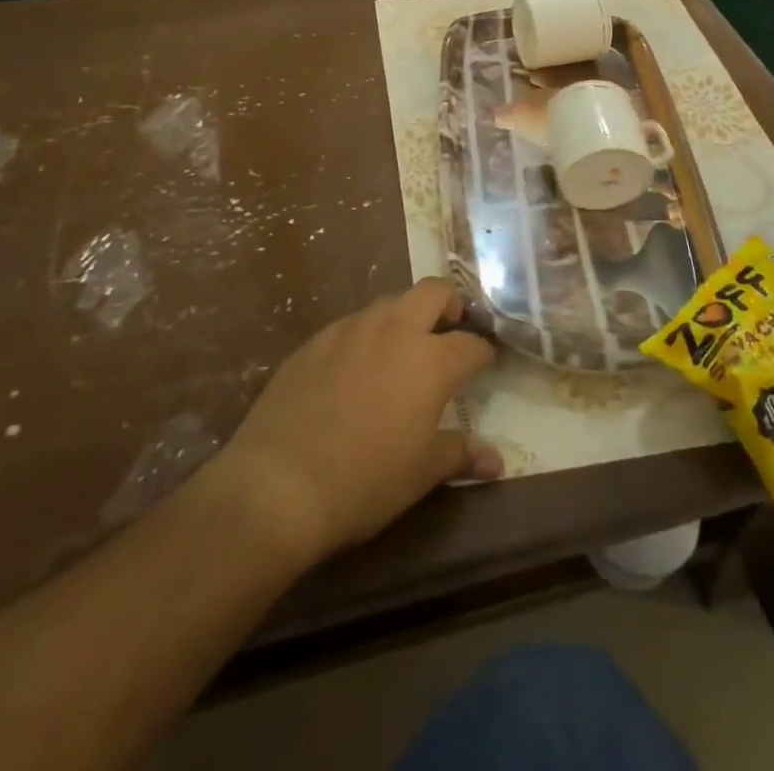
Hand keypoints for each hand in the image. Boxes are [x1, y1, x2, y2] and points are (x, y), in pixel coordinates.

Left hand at [216, 279, 499, 566]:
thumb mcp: (421, 474)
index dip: (484, 353)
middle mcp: (395, 330)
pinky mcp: (316, 339)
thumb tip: (496, 461)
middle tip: (450, 331)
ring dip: (405, 316)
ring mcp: (351, 329)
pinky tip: (356, 367)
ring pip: (390, 302)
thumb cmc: (364, 482)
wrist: (277, 483)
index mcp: (431, 360)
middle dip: (450, 304)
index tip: (485, 364)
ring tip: (402, 350)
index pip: (471, 345)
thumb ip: (460, 454)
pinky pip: (352, 324)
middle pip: (434, 291)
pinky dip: (366, 335)